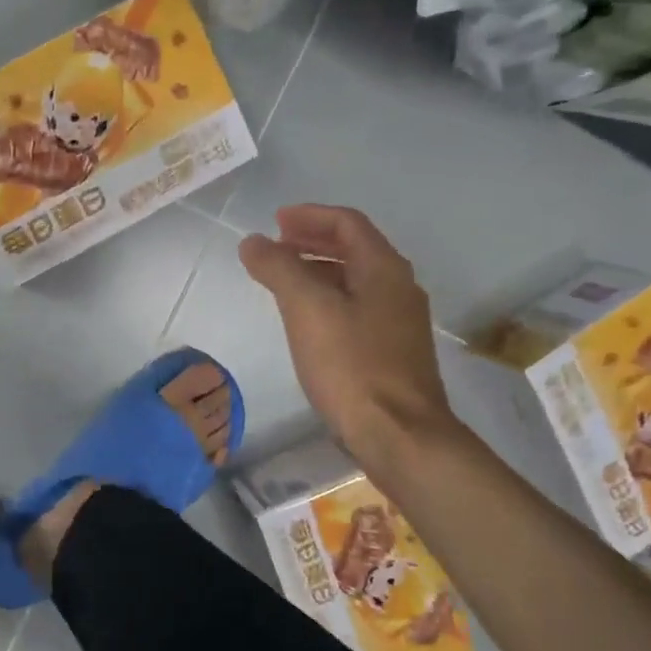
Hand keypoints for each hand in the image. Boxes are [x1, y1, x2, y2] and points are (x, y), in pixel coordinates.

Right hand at [238, 204, 454, 453]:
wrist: (398, 434)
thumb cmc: (351, 365)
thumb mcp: (307, 308)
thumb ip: (279, 268)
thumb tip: (252, 242)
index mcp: (384, 269)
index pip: (347, 224)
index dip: (310, 216)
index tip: (276, 221)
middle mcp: (398, 288)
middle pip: (354, 249)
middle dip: (312, 241)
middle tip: (275, 246)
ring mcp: (398, 323)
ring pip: (354, 281)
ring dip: (318, 271)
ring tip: (282, 280)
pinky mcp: (391, 353)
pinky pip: (355, 309)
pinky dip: (327, 300)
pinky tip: (306, 322)